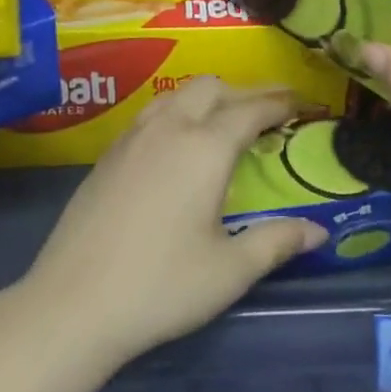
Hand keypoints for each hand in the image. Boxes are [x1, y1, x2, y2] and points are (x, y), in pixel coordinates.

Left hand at [19, 78, 329, 368]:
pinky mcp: (107, 155)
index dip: (280, 102)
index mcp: (205, 148)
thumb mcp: (230, 270)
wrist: (72, 304)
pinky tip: (176, 148)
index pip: (251, 109)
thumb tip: (318, 232)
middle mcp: (169, 128)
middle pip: (211, 87)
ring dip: (206, 99)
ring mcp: (132, 138)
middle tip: (266, 116)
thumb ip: (277, 242)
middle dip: (243, 93)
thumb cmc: (161, 286)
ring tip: (223, 125)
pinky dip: (176, 114)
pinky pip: (150, 114)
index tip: (302, 103)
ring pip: (176, 95)